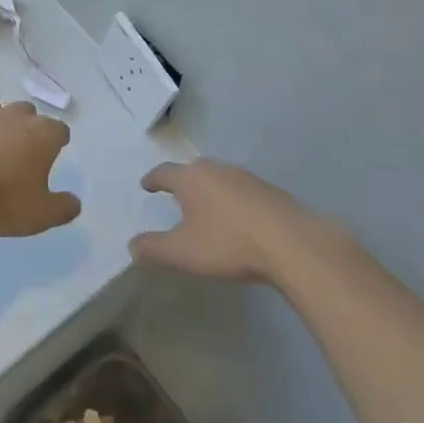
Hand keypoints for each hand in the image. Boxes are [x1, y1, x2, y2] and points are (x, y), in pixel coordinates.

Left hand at [0, 101, 78, 237]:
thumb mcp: (39, 215)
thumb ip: (62, 208)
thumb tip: (75, 202)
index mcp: (43, 135)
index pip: (60, 130)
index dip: (58, 142)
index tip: (54, 154)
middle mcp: (15, 116)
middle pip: (29, 113)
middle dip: (28, 127)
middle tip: (22, 151)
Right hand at [132, 159, 330, 283]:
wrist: (291, 243)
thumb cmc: (228, 243)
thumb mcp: (182, 253)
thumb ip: (153, 249)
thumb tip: (132, 246)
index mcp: (191, 178)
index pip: (164, 172)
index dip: (153, 180)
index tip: (146, 185)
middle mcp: (216, 169)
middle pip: (192, 170)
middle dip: (182, 181)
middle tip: (174, 194)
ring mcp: (246, 177)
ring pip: (219, 177)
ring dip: (209, 189)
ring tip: (205, 205)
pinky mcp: (269, 190)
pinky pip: (240, 190)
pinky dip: (231, 199)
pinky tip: (236, 217)